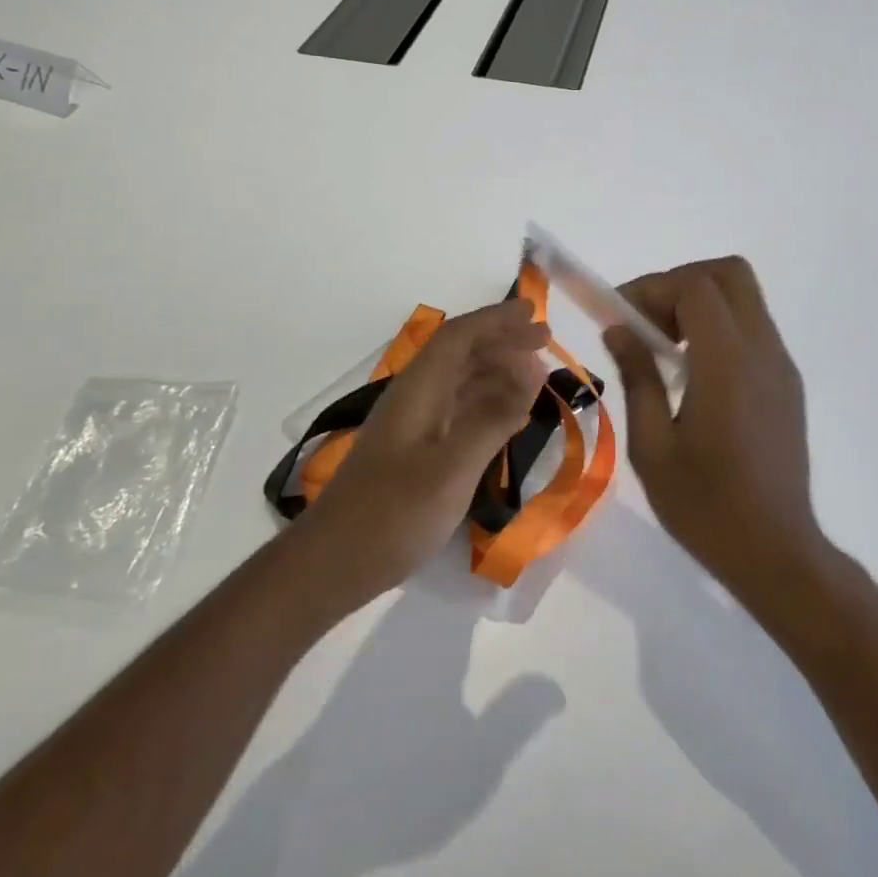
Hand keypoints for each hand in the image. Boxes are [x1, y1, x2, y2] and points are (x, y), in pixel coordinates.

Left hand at [296, 299, 549, 603]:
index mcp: (418, 390)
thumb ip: (492, 418)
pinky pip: (456, 410)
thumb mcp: (452, 468)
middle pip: (460, 353)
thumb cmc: (393, 514)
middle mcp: (414, 398)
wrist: (333, 564)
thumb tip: (531, 369)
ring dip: (496, 369)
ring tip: (535, 372)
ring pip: (459, 381)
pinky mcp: (414, 452)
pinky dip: (485, 402)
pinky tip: (506, 413)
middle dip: (501, 340)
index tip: (534, 312)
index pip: (459, 336)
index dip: (496, 320)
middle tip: (544, 338)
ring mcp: (412, 426)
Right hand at [603, 257, 825, 604]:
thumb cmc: (705, 505)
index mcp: (727, 365)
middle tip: (647, 321)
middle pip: (729, 274)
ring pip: (744, 298)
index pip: (695, 287)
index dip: (652, 287)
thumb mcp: (652, 445)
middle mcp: (762, 352)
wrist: (777, 553)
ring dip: (699, 304)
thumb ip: (638, 377)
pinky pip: (752, 329)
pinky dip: (717, 328)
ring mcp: (781, 367)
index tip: (619, 315)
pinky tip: (691, 373)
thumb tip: (619, 329)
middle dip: (680, 283)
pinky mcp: (787, 384)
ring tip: (663, 348)